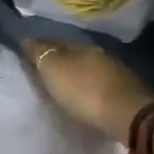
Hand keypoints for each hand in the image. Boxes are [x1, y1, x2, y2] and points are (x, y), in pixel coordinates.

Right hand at [22, 39, 153, 143]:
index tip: (28, 54)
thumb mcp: (54, 70)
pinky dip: (90, 85)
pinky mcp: (125, 91)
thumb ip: (40, 54)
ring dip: (77, 73)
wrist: (127, 115)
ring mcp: (115, 71)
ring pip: (89, 67)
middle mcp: (98, 53)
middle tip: (45, 70)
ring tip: (64, 84)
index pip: (55, 41)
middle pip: (73, 53)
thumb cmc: (84, 90)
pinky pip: (100, 82)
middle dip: (60, 59)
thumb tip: (26, 38)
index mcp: (80, 45)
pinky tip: (85, 94)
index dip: (41, 47)